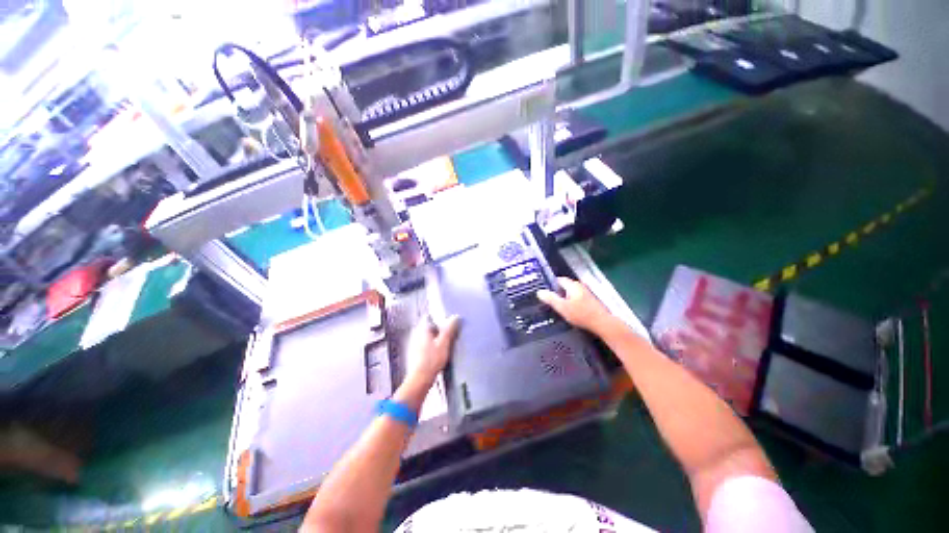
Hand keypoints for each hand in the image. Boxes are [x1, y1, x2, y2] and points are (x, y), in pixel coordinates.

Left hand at [404, 315, 460, 384]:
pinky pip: (424, 345)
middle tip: (448, 334)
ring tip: (444, 345)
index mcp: (421, 329)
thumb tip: (455, 317)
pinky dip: (430, 346)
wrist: (420, 379)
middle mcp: (415, 334)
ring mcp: (413, 344)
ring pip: (426, 336)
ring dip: (434, 338)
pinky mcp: (413, 353)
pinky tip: (437, 354)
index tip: (447, 322)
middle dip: (438, 329)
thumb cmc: (432, 360)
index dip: (439, 318)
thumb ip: (450, 329)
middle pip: (428, 326)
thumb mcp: (444, 343)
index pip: (429, 316)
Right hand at [537, 277, 612, 333]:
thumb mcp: (562, 307)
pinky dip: (571, 302)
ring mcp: (586, 293)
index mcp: (573, 285)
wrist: (602, 324)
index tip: (544, 292)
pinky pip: (576, 298)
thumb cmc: (581, 314)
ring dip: (564, 298)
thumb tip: (539, 291)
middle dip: (557, 292)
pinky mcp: (590, 301)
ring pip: (571, 293)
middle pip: (565, 286)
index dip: (550, 284)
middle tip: (548, 300)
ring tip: (557, 306)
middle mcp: (580, 286)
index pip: (559, 280)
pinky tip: (568, 311)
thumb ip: (550, 299)